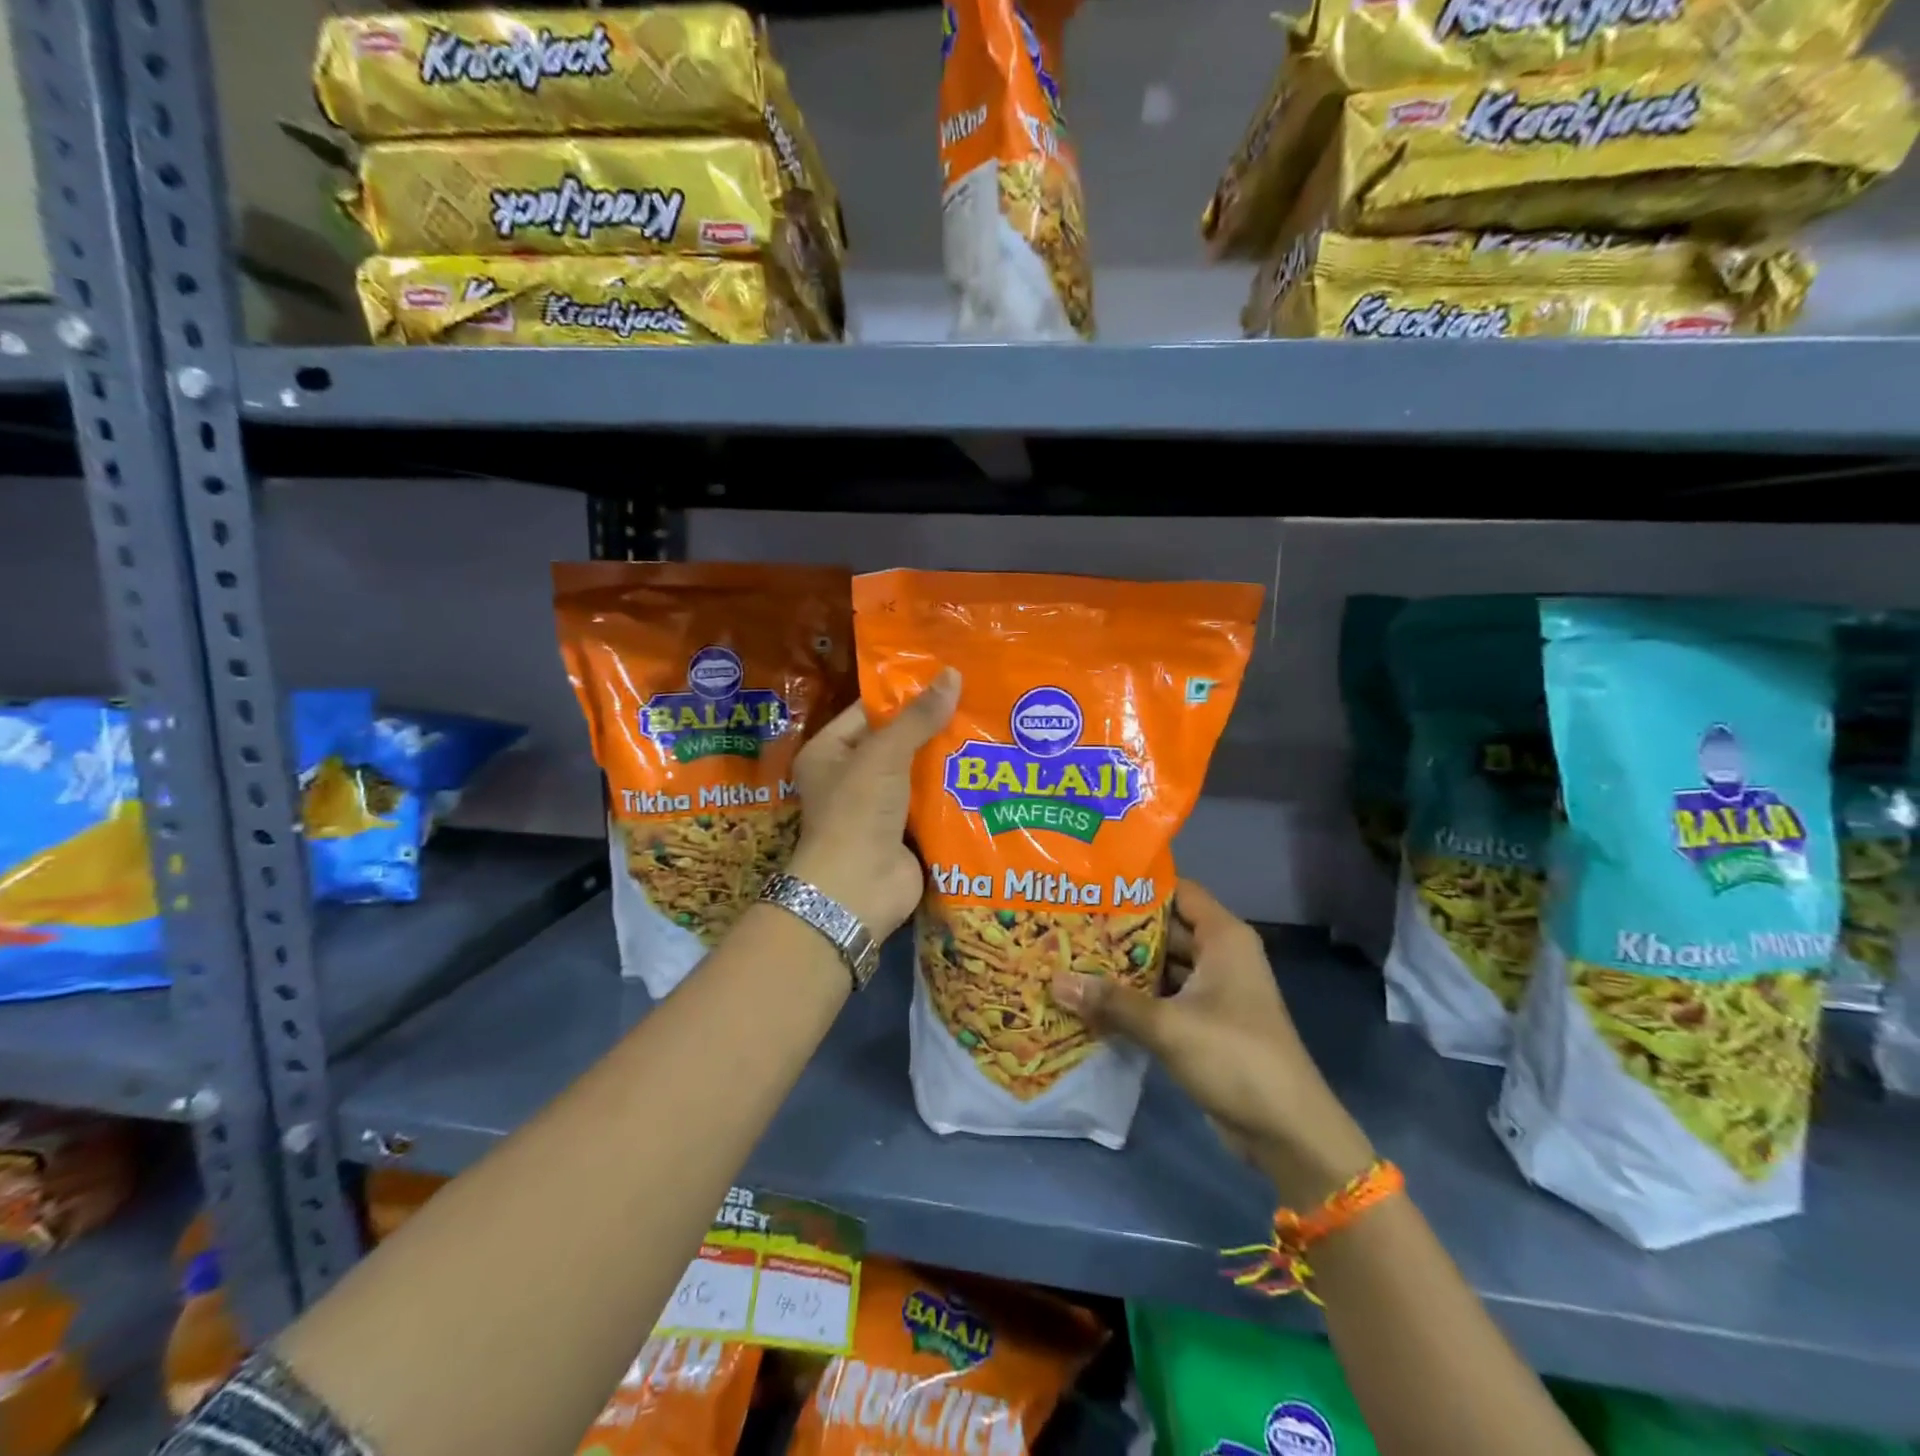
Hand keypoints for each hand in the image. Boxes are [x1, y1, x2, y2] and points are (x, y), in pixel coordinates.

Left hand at [786, 668, 959, 940]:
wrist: (858, 890)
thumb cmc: (857, 812)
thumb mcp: (884, 755)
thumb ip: (918, 718)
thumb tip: (952, 674)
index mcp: (829, 752)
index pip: (869, 712)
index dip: (905, 695)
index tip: (946, 679)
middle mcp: (850, 777)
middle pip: (897, 742)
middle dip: (933, 727)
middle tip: (977, 700)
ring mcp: (879, 808)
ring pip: (918, 773)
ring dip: (947, 758)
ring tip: (989, 728)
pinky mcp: (905, 832)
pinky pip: (931, 803)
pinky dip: (953, 791)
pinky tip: (986, 770)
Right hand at [1050, 880, 1374, 1202]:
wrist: (1286, 1131)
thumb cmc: (1234, 1057)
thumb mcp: (1168, 1025)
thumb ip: (1112, 1001)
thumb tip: (1056, 981)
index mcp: (1223, 938)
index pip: (1177, 890)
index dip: (1138, 884)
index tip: (1093, 883)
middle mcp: (1218, 955)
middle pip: (1163, 928)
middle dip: (1119, 928)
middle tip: (1069, 921)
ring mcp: (1212, 991)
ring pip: (1160, 966)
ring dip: (1122, 967)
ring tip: (1070, 956)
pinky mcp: (1203, 1023)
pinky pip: (1162, 998)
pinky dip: (1133, 998)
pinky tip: (1091, 1000)